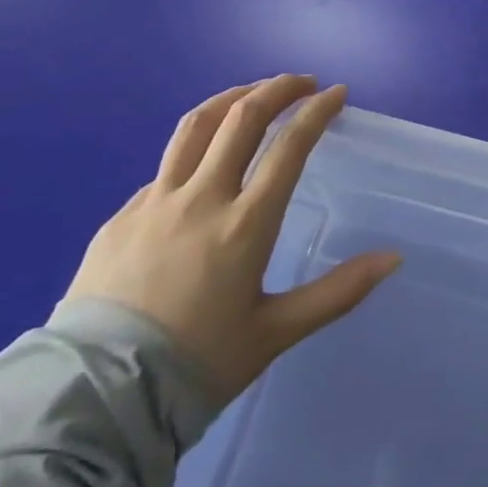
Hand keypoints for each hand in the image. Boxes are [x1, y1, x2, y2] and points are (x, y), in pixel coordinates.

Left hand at [64, 76, 401, 408]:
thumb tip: (393, 258)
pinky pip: (166, 168)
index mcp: (245, 223)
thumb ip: (338, 292)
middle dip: (279, 88)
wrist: (94, 403)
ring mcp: (155, 202)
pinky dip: (195, 149)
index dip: (317, 111)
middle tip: (303, 83)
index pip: (289, 145)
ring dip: (232, 98)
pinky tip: (203, 167)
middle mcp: (201, 198)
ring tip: (254, 93)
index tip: (337, 93)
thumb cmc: (197, 366)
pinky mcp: (120, 217)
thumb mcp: (276, 332)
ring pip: (197, 125)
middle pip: (242, 116)